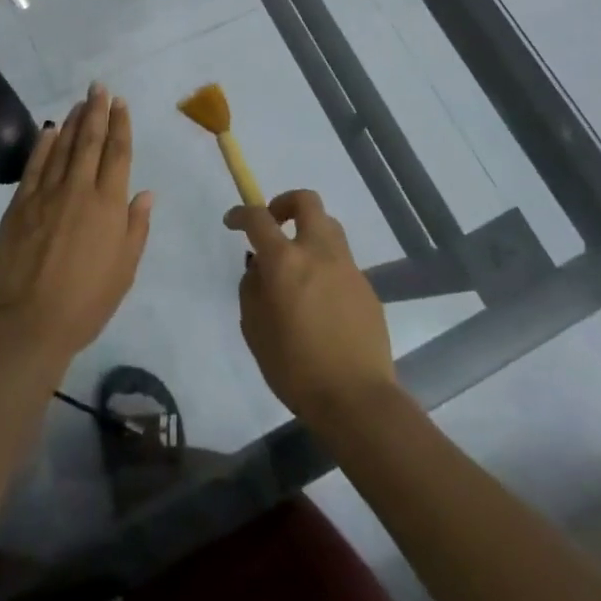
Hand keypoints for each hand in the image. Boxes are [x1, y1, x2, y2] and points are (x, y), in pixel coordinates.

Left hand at [0, 84, 153, 376]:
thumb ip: (136, 228)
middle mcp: (79, 190)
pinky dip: (44, 145)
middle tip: (99, 87)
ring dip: (73, 122)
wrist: (28, 324)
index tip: (121, 103)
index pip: (118, 153)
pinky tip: (50, 131)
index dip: (121, 125)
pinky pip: (35, 165)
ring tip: (81, 102)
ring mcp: (46, 194)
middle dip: (97, 111)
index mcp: (109, 205)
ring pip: (63, 147)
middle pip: (90, 141)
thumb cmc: (86, 303)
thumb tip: (146, 193)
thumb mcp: (124, 271)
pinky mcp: (20, 204)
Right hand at [226, 190, 396, 422]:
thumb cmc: (295, 367)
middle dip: (285, 203)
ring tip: (298, 263)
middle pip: (307, 201)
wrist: (356, 399)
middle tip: (274, 224)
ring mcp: (348, 269)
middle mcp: (319, 253)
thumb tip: (260, 269)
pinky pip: (342, 263)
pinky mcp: (367, 288)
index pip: (259, 218)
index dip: (242, 214)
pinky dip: (326, 266)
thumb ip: (252, 289)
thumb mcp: (254, 329)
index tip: (233, 222)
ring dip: (309, 232)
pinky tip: (320, 301)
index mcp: (285, 261)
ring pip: (329, 227)